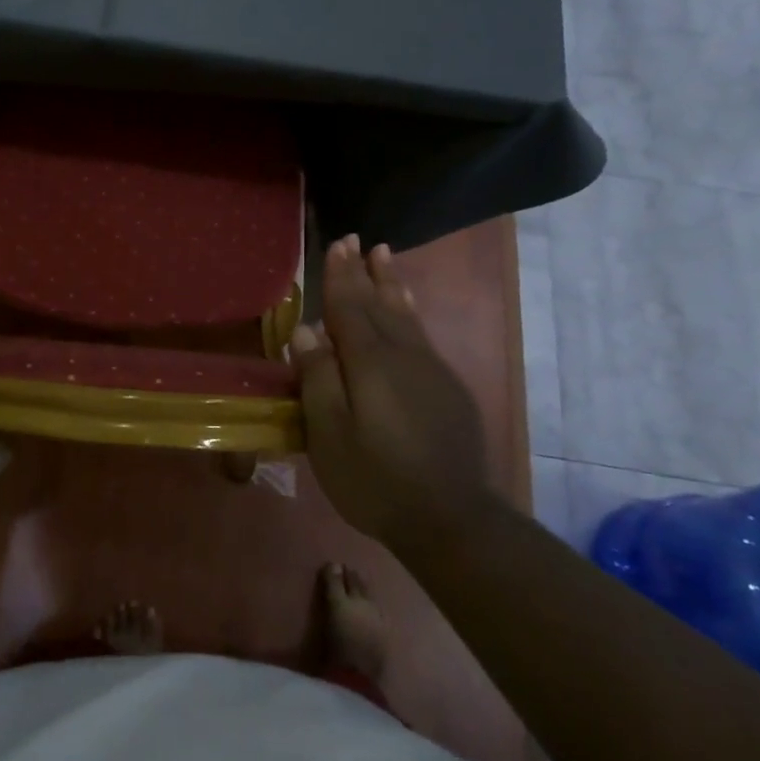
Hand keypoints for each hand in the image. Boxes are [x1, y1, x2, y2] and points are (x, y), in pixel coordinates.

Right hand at [290, 236, 492, 544]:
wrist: (452, 520)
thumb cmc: (375, 479)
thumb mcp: (329, 434)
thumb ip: (317, 378)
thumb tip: (306, 330)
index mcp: (370, 363)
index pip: (349, 307)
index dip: (340, 276)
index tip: (338, 243)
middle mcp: (404, 356)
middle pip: (380, 304)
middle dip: (365, 272)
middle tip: (356, 240)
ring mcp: (432, 371)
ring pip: (406, 316)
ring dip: (392, 284)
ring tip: (384, 257)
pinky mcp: (449, 390)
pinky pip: (422, 335)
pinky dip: (409, 312)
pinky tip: (407, 310)